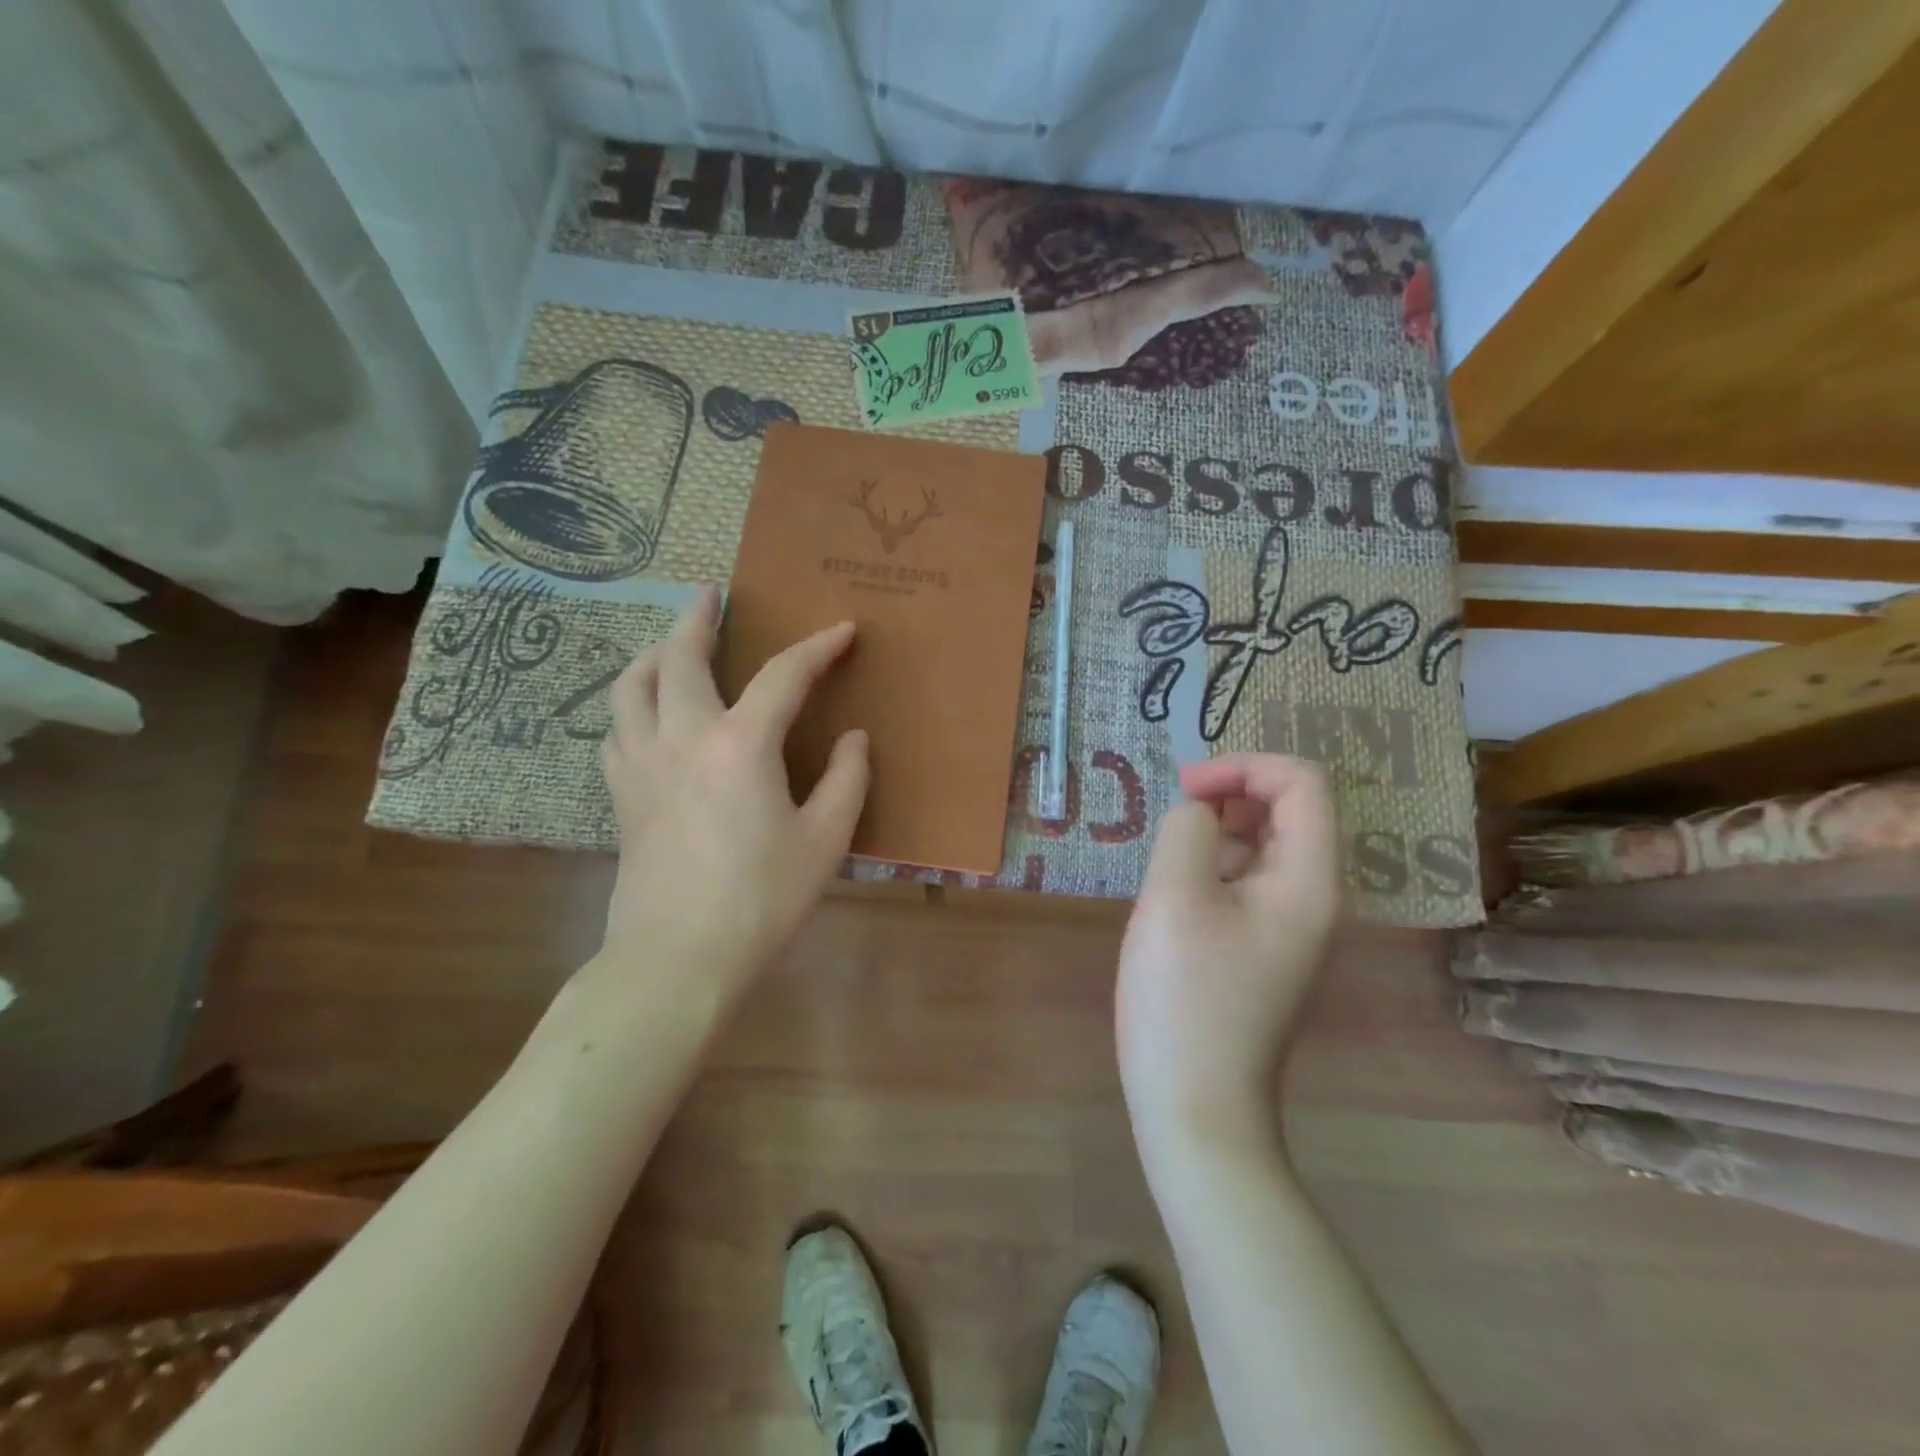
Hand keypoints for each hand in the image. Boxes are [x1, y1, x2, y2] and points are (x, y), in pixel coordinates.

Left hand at [598, 588, 868, 997]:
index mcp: (740, 744)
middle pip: (681, 658)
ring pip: (631, 686)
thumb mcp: (825, 840)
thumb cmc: (762, 898)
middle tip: (709, 595)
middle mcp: (683, 737)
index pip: (784, 675)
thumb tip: (854, 739)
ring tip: (669, 644)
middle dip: (698, 620)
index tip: (842, 630)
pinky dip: (632, 705)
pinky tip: (647, 715)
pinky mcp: (621, 794)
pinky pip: (617, 729)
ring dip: (653, 653)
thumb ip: (846, 779)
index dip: (817, 647)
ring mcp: (642, 764)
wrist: (678, 956)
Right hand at [1117, 754, 1340, 1154]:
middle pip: (1288, 810)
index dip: (1244, 766)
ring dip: (1217, 832)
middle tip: (1173, 816)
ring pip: (1264, 846)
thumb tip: (1198, 815)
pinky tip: (1174, 896)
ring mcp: (1291, 927)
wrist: (1196, 1104)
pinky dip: (1213, 868)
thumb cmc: (1185, 996)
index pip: (1302, 783)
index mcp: (1308, 879)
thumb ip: (1187, 830)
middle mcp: (1314, 897)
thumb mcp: (1174, 896)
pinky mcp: (1264, 949)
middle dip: (1230, 795)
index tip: (1185, 788)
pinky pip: (1247, 883)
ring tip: (1168, 862)